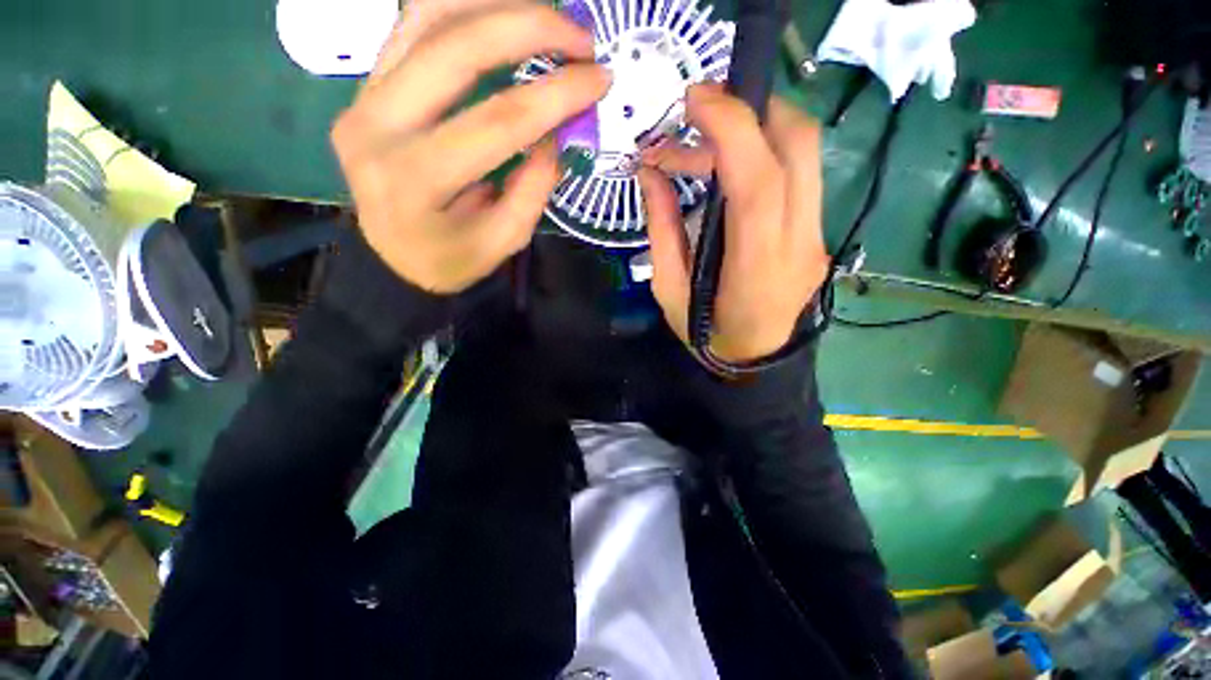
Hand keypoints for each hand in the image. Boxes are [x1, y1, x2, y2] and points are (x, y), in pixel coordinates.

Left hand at [332, 5, 611, 293]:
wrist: (393, 257)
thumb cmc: (451, 259)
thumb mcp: (504, 241)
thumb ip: (534, 188)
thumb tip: (556, 132)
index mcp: (417, 179)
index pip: (498, 121)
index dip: (556, 95)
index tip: (599, 79)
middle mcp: (378, 125)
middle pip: (456, 48)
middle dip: (530, 27)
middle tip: (582, 36)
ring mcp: (363, 97)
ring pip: (427, 16)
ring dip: (495, 3)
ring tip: (547, 15)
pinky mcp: (365, 86)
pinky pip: (412, 25)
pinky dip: (463, 8)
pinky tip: (501, 14)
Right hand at [639, 85, 828, 364]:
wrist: (755, 361)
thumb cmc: (706, 335)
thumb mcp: (669, 290)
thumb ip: (662, 229)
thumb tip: (650, 173)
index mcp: (756, 267)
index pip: (760, 180)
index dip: (731, 127)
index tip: (694, 99)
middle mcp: (800, 243)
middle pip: (799, 146)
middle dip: (752, 109)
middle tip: (702, 112)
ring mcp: (817, 236)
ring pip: (806, 153)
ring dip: (758, 128)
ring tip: (706, 144)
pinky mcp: (818, 233)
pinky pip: (800, 175)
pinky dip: (766, 154)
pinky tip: (731, 169)